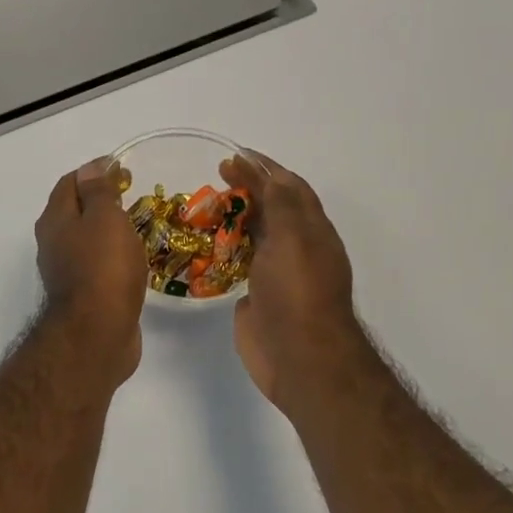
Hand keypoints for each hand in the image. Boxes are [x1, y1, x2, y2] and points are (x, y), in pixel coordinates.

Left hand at [35, 158, 147, 377]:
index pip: (70, 182)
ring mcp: (65, 271)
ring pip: (86, 239)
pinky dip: (112, 255)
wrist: (96, 335)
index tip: (123, 169)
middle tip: (133, 196)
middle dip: (100, 199)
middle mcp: (53, 243)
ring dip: (107, 229)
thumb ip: (98, 191)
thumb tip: (92, 167)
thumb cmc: (102, 269)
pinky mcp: (82, 295)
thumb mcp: (104, 219)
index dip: (94, 171)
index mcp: (55, 220)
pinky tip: (132, 260)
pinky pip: (97, 265)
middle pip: (75, 210)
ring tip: (138, 225)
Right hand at [222, 150, 358, 411]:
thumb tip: (266, 170)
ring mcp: (276, 272)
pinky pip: (237, 263)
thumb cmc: (297, 292)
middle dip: (245, 189)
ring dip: (232, 218)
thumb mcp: (293, 237)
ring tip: (201, 207)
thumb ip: (280, 201)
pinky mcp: (256, 294)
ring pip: (253, 235)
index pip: (289, 187)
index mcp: (311, 230)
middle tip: (213, 178)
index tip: (233, 155)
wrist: (299, 357)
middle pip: (270, 208)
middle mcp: (296, 247)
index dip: (264, 168)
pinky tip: (200, 243)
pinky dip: (222, 248)